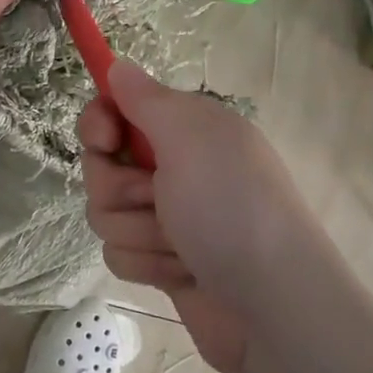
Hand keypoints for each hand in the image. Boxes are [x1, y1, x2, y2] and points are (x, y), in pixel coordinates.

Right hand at [79, 62, 316, 372]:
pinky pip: (119, 255)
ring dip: (139, 232)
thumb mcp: (192, 137)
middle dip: (119, 189)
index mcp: (185, 130)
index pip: (115, 112)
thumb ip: (147, 99)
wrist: (273, 307)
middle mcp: (173, 169)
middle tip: (157, 199)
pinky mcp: (162, 262)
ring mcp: (167, 219)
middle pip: (101, 167)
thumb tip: (117, 65)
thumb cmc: (233, 209)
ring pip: (105, 214)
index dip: (99, 124)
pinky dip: (148, 265)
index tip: (105, 141)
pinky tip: (183, 273)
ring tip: (181, 245)